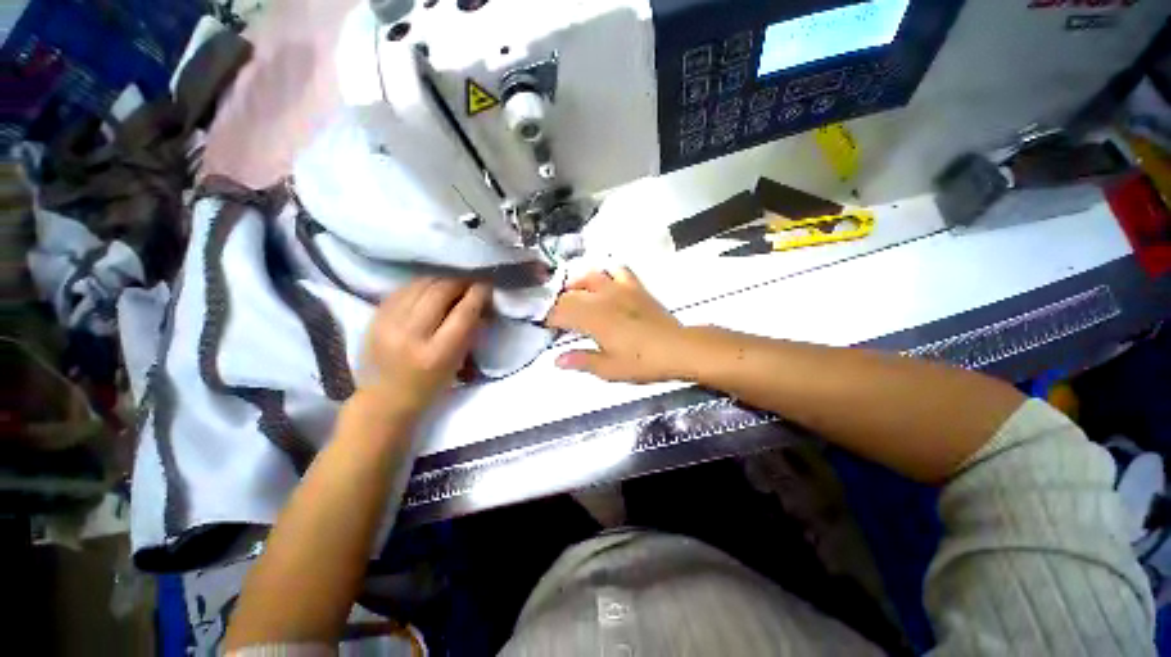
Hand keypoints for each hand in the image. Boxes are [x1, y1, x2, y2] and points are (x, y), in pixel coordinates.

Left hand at [360, 278, 490, 421]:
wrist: (383, 399)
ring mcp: (388, 324)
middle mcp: (411, 335)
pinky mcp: (374, 317)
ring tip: (452, 284)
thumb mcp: (456, 364)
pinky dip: (421, 284)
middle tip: (471, 283)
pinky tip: (430, 289)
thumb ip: (470, 332)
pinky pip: (403, 289)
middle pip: (441, 291)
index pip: (464, 312)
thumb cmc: (429, 387)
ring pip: (421, 284)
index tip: (487, 287)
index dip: (478, 294)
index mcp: (437, 354)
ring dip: (441, 280)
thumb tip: (481, 304)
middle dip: (461, 282)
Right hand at [546, 268, 687, 382]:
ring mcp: (619, 289)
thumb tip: (557, 360)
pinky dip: (607, 273)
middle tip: (555, 315)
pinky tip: (604, 281)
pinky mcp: (635, 286)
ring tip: (572, 294)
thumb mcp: (610, 369)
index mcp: (593, 319)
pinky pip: (617, 270)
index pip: (561, 312)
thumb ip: (582, 361)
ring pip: (590, 275)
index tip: (544, 325)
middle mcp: (602, 298)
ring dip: (576, 283)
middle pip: (571, 294)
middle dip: (558, 303)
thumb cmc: (642, 361)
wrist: (677, 348)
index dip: (548, 318)